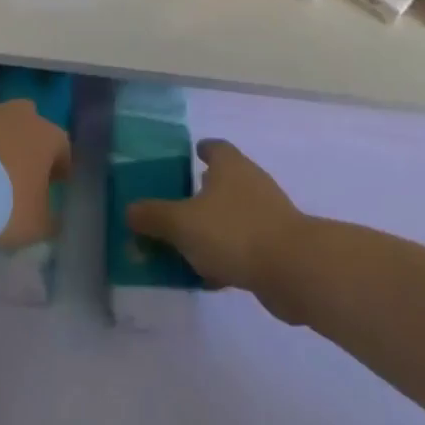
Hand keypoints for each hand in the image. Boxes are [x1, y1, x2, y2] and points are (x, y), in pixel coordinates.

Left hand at [0, 101, 71, 248]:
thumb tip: (52, 220)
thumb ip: (49, 220)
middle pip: (28, 123)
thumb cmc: (6, 205)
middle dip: (26, 143)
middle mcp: (17, 116)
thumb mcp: (38, 225)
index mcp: (46, 136)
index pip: (62, 147)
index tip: (55, 184)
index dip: (60, 167)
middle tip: (20, 172)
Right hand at [127, 140, 311, 320]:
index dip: (201, 150)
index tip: (188, 156)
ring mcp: (267, 214)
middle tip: (175, 206)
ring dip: (212, 228)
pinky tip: (208, 276)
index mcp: (230, 166)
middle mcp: (250, 183)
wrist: (294, 270)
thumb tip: (130, 210)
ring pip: (231, 216)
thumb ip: (153, 216)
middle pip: (222, 182)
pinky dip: (226, 256)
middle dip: (200, 193)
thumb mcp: (182, 223)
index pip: (214, 147)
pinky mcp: (276, 246)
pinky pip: (242, 245)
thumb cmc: (234, 232)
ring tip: (185, 245)